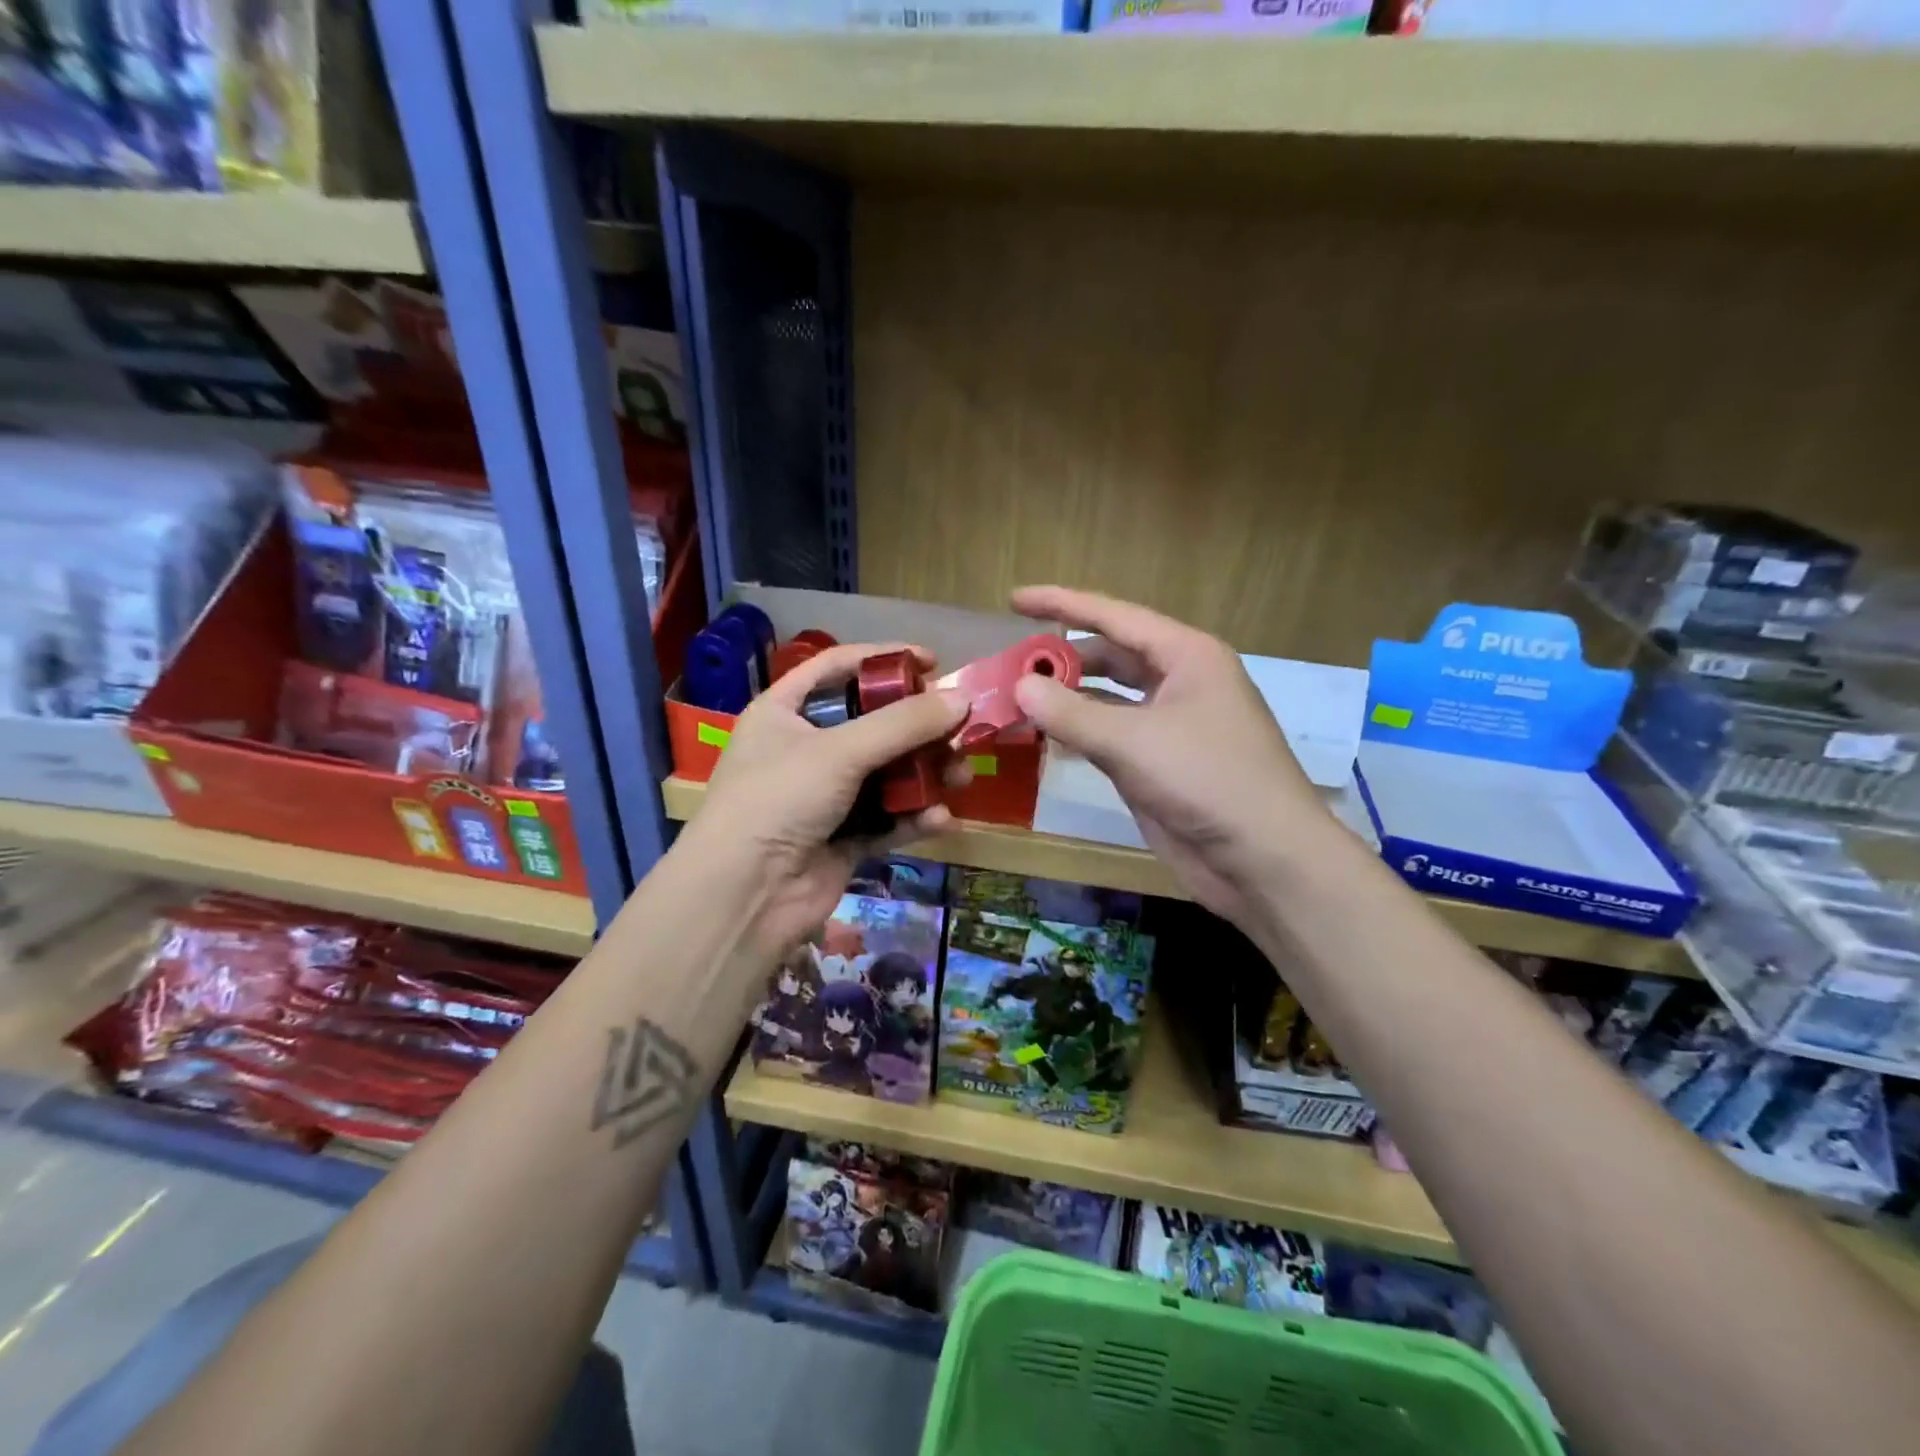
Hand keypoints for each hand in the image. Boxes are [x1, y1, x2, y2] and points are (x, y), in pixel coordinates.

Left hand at [681, 643, 968, 957]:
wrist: (746, 895)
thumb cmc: (780, 799)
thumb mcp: (840, 750)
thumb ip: (903, 724)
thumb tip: (962, 699)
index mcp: (784, 712)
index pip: (838, 667)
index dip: (884, 659)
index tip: (931, 661)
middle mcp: (804, 749)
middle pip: (872, 723)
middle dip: (918, 727)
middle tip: (958, 728)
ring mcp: (825, 796)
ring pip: (887, 773)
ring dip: (926, 774)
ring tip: (961, 776)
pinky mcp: (843, 839)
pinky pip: (888, 819)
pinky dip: (914, 817)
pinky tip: (941, 819)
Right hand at [1011, 586, 1326, 925]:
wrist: (1263, 859)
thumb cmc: (1207, 780)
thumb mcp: (1133, 741)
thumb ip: (1071, 712)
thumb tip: (1019, 686)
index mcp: (1186, 655)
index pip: (1113, 616)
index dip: (1061, 604)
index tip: (1014, 599)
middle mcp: (1178, 682)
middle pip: (1109, 656)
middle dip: (1060, 659)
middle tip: (1008, 666)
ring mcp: (1169, 725)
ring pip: (1107, 699)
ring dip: (1066, 699)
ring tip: (1014, 699)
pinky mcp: (1158, 764)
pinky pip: (1109, 736)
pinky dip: (1077, 733)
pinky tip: (1042, 736)